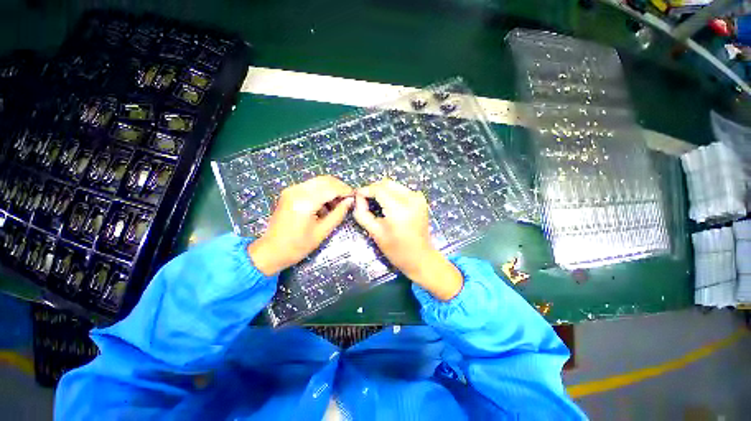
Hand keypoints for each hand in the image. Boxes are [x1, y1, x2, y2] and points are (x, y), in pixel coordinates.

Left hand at [248, 176, 353, 275]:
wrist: (271, 250)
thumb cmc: (298, 246)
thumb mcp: (322, 232)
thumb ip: (338, 214)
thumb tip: (350, 201)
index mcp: (305, 202)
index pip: (331, 188)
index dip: (345, 190)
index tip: (355, 196)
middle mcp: (297, 191)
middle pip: (325, 180)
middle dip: (339, 187)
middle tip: (348, 198)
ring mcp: (291, 190)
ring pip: (318, 181)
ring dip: (331, 188)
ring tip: (337, 203)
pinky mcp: (289, 192)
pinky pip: (310, 186)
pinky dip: (321, 191)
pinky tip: (325, 204)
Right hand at [353, 179, 462, 300]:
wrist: (420, 258)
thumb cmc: (397, 250)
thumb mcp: (375, 233)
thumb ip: (362, 213)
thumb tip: (357, 197)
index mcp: (399, 209)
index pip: (378, 190)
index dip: (365, 190)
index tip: (356, 195)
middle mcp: (411, 199)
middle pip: (386, 183)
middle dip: (373, 189)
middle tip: (364, 199)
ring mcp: (418, 198)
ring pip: (394, 185)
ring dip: (382, 190)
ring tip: (374, 201)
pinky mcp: (421, 199)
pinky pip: (402, 190)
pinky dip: (391, 193)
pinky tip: (386, 204)